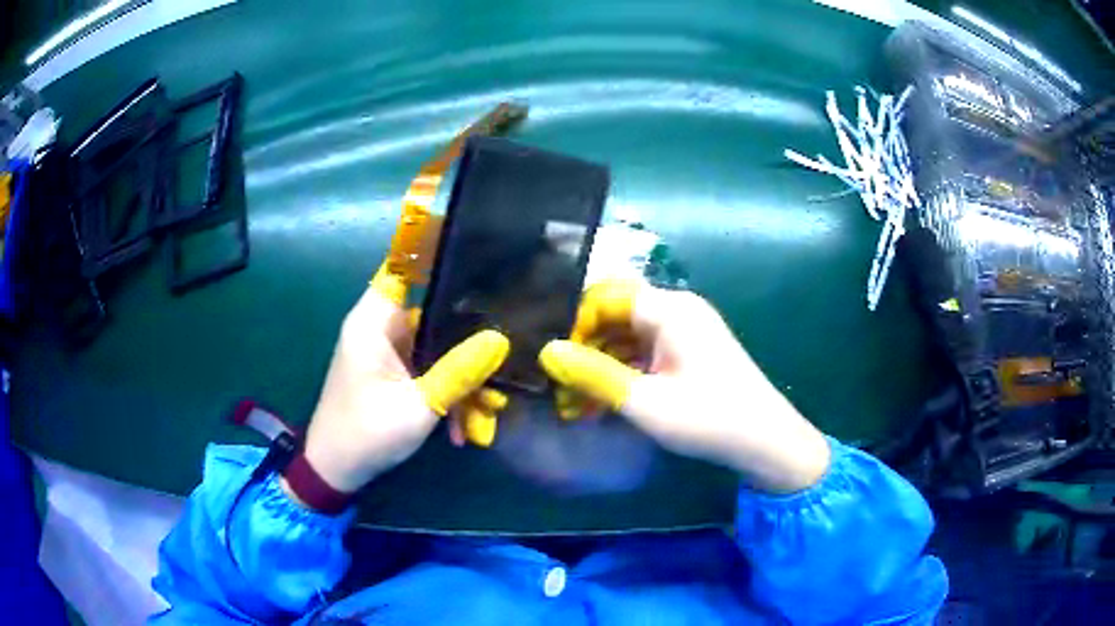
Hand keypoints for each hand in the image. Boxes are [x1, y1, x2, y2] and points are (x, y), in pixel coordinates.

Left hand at [293, 264, 509, 494]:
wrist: (336, 471)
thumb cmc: (366, 434)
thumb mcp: (418, 407)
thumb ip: (458, 372)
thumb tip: (500, 340)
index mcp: (374, 321)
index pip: (404, 264)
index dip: (435, 248)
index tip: (480, 248)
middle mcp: (380, 327)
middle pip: (432, 311)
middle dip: (468, 337)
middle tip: (506, 352)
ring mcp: (387, 351)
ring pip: (436, 346)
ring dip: (461, 377)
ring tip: (487, 410)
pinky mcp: (393, 373)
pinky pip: (428, 370)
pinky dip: (446, 392)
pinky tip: (463, 427)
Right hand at [539, 280, 830, 492]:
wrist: (766, 442)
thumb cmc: (708, 418)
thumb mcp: (644, 401)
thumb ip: (593, 374)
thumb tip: (547, 352)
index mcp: (669, 309)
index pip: (605, 297)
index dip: (574, 324)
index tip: (552, 360)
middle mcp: (676, 311)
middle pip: (615, 317)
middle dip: (584, 350)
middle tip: (557, 386)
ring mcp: (684, 332)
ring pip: (627, 339)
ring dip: (600, 367)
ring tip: (572, 402)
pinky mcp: (688, 354)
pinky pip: (645, 355)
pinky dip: (622, 375)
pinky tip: (600, 404)